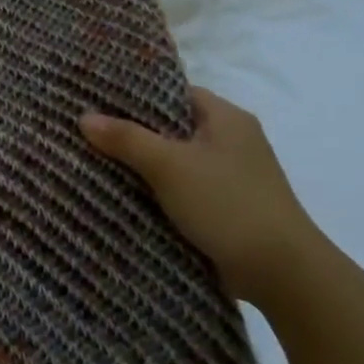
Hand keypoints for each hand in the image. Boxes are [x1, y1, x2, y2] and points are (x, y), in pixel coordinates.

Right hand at [79, 88, 322, 302]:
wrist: (279, 270)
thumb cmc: (227, 204)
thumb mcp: (169, 166)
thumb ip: (126, 139)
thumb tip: (84, 117)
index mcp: (226, 118)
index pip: (174, 93)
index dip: (135, 95)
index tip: (95, 101)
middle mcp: (231, 141)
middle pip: (170, 127)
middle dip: (130, 132)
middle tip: (85, 133)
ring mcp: (229, 176)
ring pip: (173, 160)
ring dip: (140, 165)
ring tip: (92, 162)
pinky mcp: (223, 207)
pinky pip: (179, 189)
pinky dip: (154, 191)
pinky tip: (121, 196)